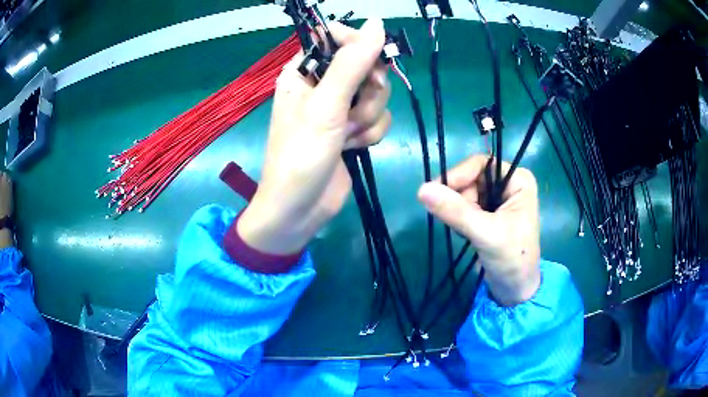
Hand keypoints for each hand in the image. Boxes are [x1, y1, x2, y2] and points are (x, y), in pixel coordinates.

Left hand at [238, 19, 390, 255]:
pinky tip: (353, 148)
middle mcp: (322, 84)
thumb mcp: (325, 105)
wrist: (299, 210)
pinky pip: (378, 117)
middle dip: (368, 90)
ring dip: (368, 117)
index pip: (335, 38)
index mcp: (304, 71)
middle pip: (365, 65)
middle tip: (353, 110)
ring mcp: (339, 108)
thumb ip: (352, 63)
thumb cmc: (301, 156)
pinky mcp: (352, 129)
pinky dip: (370, 133)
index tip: (369, 63)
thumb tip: (377, 24)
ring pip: (377, 93)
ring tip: (347, 136)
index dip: (358, 45)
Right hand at [417, 155, 540, 305]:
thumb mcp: (485, 234)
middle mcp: (509, 184)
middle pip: (472, 178)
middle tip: (459, 223)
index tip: (437, 192)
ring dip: (459, 211)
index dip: (459, 175)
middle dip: (461, 199)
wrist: (515, 290)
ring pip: (465, 193)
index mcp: (518, 180)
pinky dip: (460, 219)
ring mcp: (499, 199)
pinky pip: (465, 206)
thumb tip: (421, 189)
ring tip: (467, 233)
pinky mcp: (489, 214)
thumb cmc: (512, 259)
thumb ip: (455, 211)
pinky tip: (467, 235)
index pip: (481, 164)